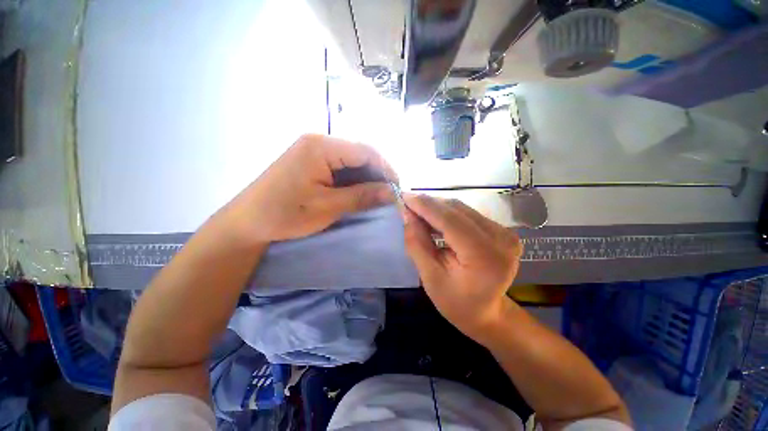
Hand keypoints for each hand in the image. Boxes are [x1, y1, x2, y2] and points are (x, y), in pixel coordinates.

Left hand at [221, 134, 395, 243]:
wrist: (248, 221)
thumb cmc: (285, 214)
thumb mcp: (328, 207)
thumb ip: (362, 197)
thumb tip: (393, 193)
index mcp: (321, 146)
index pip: (366, 151)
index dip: (386, 170)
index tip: (398, 190)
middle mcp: (319, 141)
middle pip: (361, 154)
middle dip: (378, 175)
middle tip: (389, 196)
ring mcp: (315, 150)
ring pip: (353, 161)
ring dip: (367, 178)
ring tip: (378, 196)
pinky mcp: (312, 161)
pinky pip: (342, 166)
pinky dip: (354, 180)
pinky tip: (360, 193)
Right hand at [401, 194, 521, 343]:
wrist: (488, 313)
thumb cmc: (457, 303)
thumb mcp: (430, 278)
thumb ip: (418, 243)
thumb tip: (407, 214)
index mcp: (485, 256)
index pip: (450, 220)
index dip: (425, 206)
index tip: (404, 196)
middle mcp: (501, 238)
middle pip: (457, 210)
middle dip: (429, 205)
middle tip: (407, 205)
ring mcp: (505, 232)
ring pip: (462, 209)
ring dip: (437, 208)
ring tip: (418, 212)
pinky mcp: (502, 230)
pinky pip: (468, 214)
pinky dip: (448, 214)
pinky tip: (434, 219)